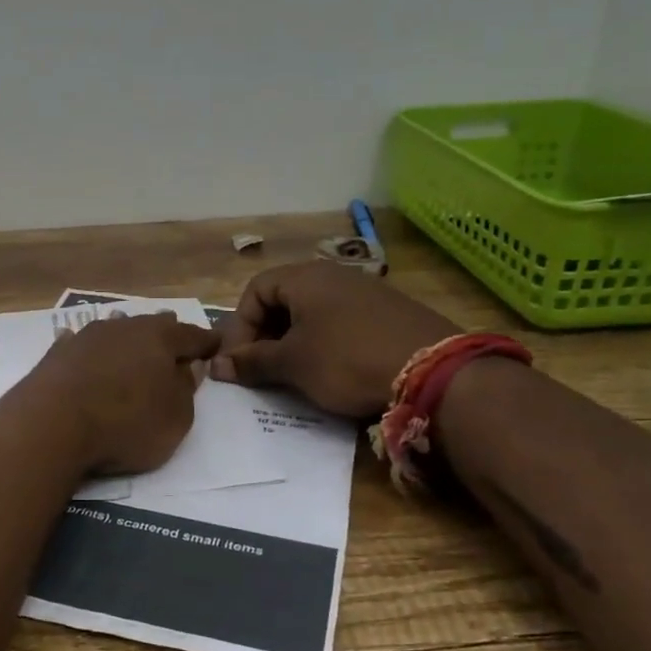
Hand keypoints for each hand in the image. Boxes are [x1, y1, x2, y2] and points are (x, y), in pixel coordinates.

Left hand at [22, 315, 219, 475]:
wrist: (52, 424)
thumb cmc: (126, 423)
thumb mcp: (175, 418)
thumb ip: (186, 389)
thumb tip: (189, 366)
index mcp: (160, 339)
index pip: (192, 335)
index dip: (207, 342)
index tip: (217, 344)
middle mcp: (124, 328)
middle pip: (152, 326)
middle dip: (166, 331)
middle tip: (176, 336)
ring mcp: (87, 337)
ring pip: (115, 329)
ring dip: (126, 335)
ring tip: (132, 336)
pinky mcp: (58, 354)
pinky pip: (79, 344)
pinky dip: (87, 348)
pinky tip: (78, 342)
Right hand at [212, 262, 459, 417]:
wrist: (433, 371)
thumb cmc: (347, 360)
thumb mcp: (292, 364)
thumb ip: (252, 362)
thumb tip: (216, 367)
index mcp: (305, 278)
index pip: (254, 291)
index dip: (239, 327)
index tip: (238, 362)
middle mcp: (334, 275)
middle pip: (283, 300)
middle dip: (265, 335)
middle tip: (262, 369)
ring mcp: (366, 292)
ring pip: (313, 313)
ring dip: (294, 342)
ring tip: (294, 375)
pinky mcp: (389, 313)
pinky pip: (341, 323)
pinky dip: (325, 344)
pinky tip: (332, 372)